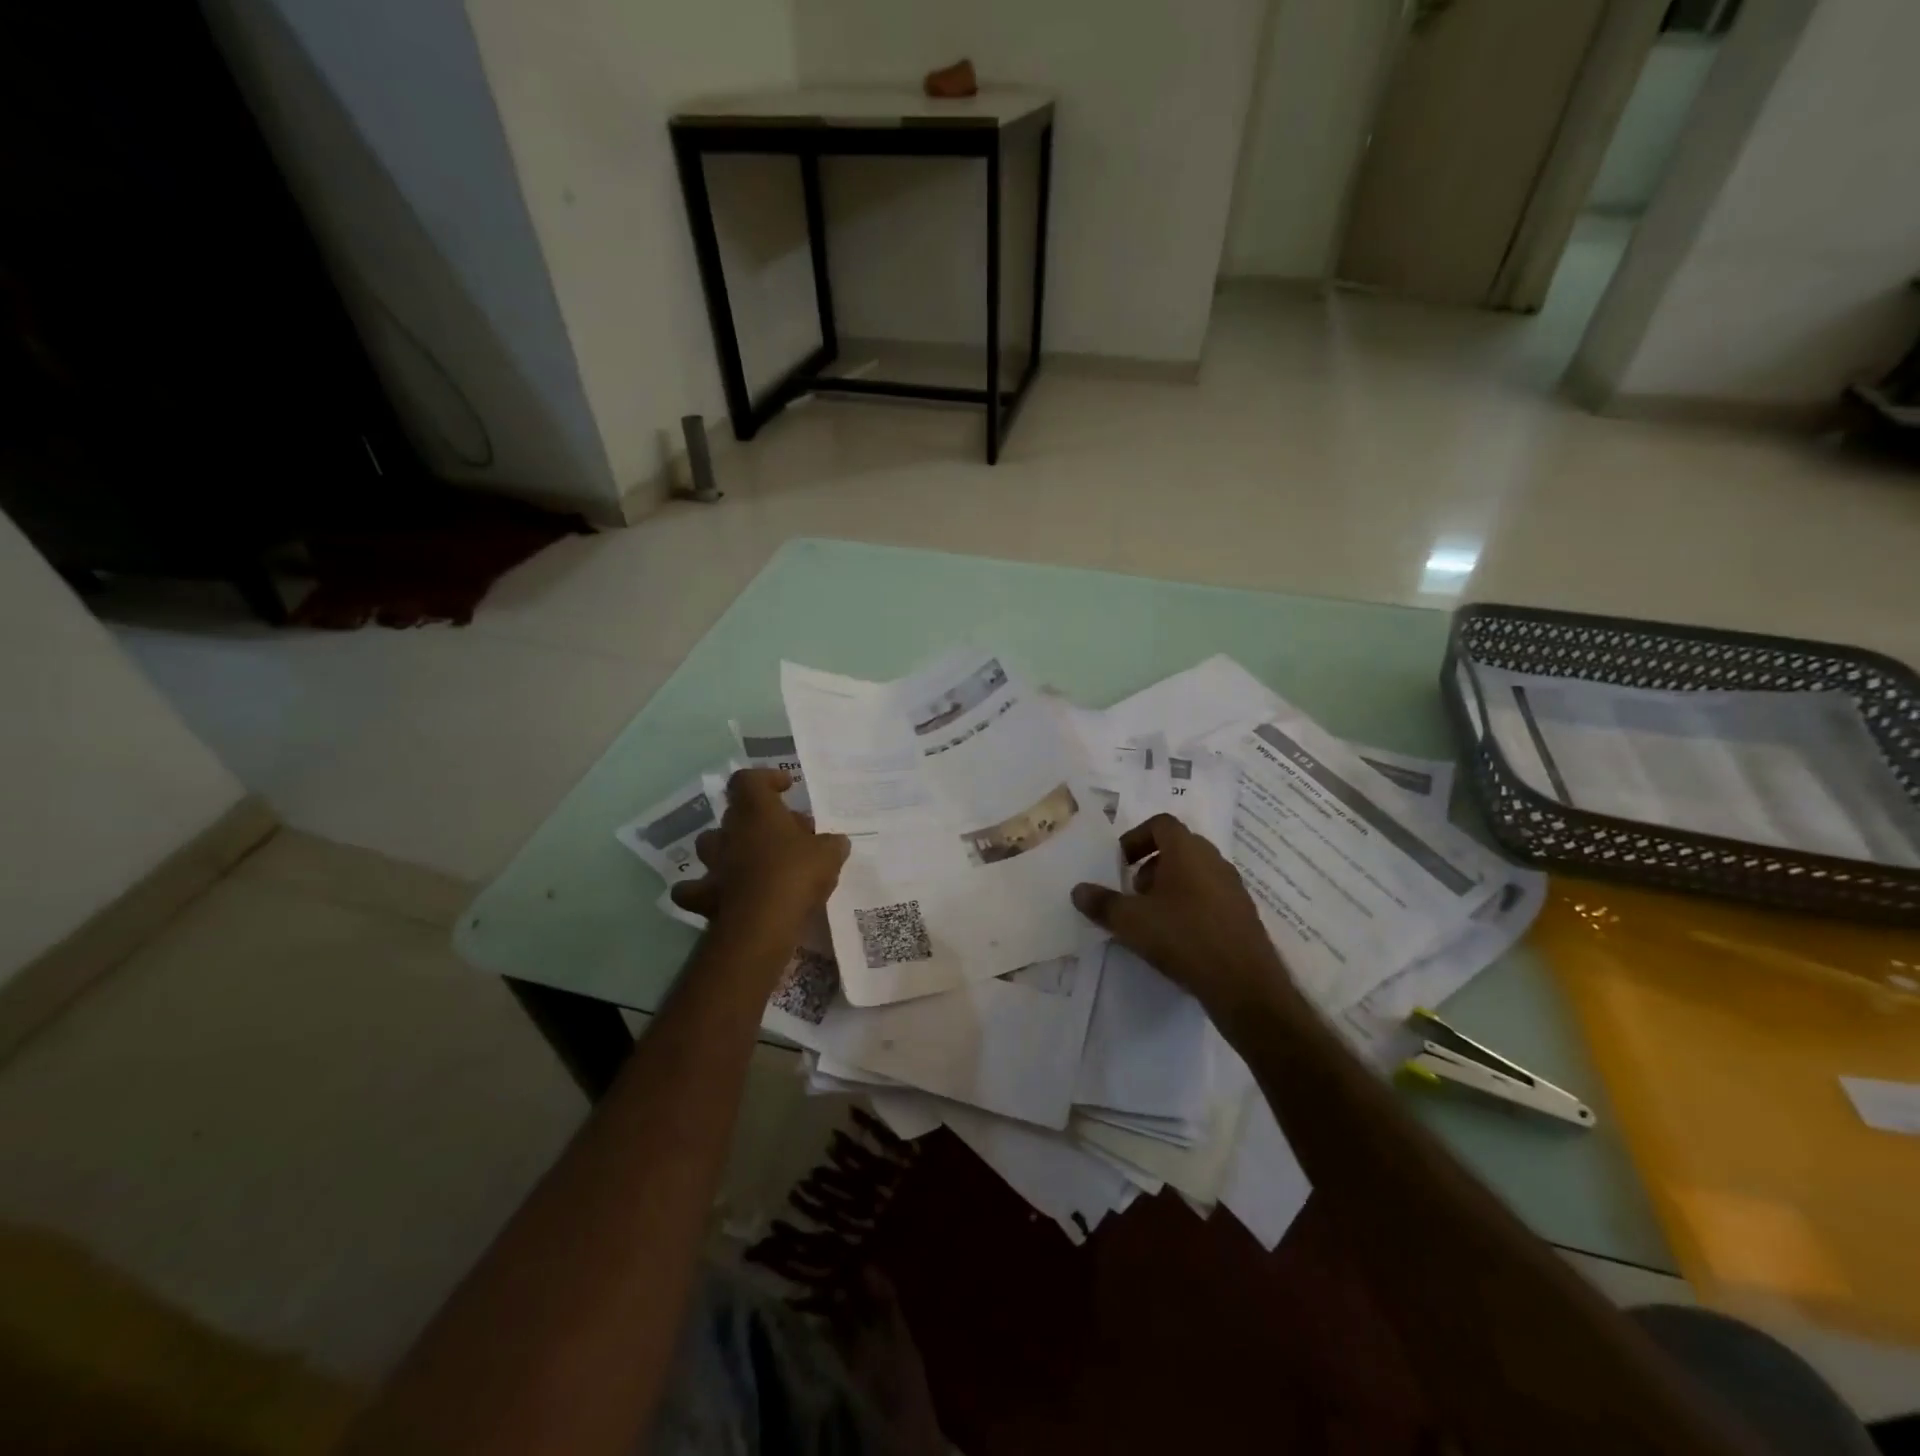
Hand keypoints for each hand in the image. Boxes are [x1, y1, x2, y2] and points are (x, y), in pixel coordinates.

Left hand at [670, 769, 849, 937]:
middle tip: (789, 834)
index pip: (748, 779)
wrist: (762, 925)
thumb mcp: (829, 854)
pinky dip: (705, 889)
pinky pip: (695, 888)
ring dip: (731, 848)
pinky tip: (722, 894)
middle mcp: (729, 832)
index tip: (786, 788)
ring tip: (756, 861)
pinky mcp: (704, 896)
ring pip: (712, 845)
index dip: (766, 779)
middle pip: (736, 813)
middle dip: (760, 819)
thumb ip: (832, 843)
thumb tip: (835, 842)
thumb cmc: (796, 875)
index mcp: (756, 811)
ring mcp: (713, 864)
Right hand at [1071, 814, 1298, 1026]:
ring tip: (1152, 918)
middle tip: (1133, 892)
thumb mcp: (1130, 921)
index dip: (1136, 837)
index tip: (1120, 863)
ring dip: (1170, 886)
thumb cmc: (1183, 937)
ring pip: (1195, 873)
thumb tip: (1078, 890)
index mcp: (1188, 850)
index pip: (1161, 824)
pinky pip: (1210, 897)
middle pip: (1178, 848)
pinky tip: (1177, 938)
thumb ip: (1101, 903)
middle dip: (1150, 865)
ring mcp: (1233, 887)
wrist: (1244, 984)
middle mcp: (1214, 860)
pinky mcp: (1243, 915)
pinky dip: (1190, 905)